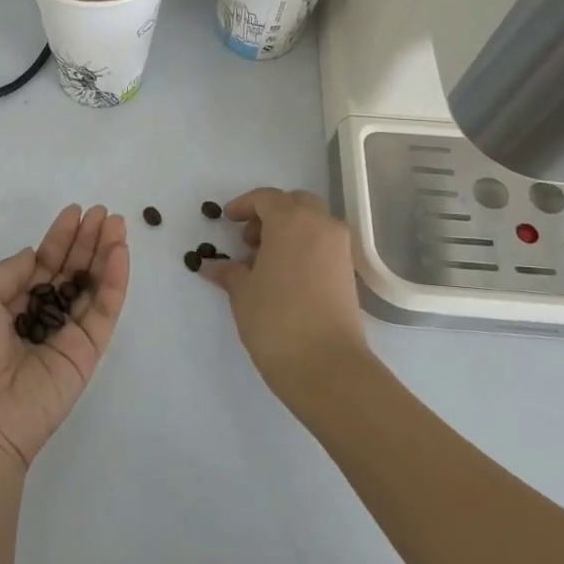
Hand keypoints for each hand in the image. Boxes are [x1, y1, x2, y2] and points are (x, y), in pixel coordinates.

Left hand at [0, 204, 129, 469]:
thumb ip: (9, 272)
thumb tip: (34, 255)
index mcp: (6, 305)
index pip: (40, 264)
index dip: (58, 238)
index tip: (74, 212)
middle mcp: (37, 317)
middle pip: (69, 271)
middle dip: (86, 240)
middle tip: (104, 212)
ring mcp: (64, 335)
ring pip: (90, 287)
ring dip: (105, 254)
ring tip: (117, 223)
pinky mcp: (86, 352)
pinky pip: (104, 311)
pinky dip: (114, 281)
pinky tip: (120, 252)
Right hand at [197, 187, 368, 401]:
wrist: (327, 365)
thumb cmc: (276, 319)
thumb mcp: (243, 293)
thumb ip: (230, 272)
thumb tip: (214, 267)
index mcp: (291, 221)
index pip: (266, 198)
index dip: (244, 205)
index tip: (228, 220)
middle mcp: (320, 225)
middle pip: (295, 203)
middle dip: (271, 214)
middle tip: (250, 240)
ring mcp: (340, 249)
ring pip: (313, 223)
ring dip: (289, 231)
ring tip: (264, 262)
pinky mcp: (349, 273)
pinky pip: (323, 245)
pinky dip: (304, 248)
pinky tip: (284, 277)